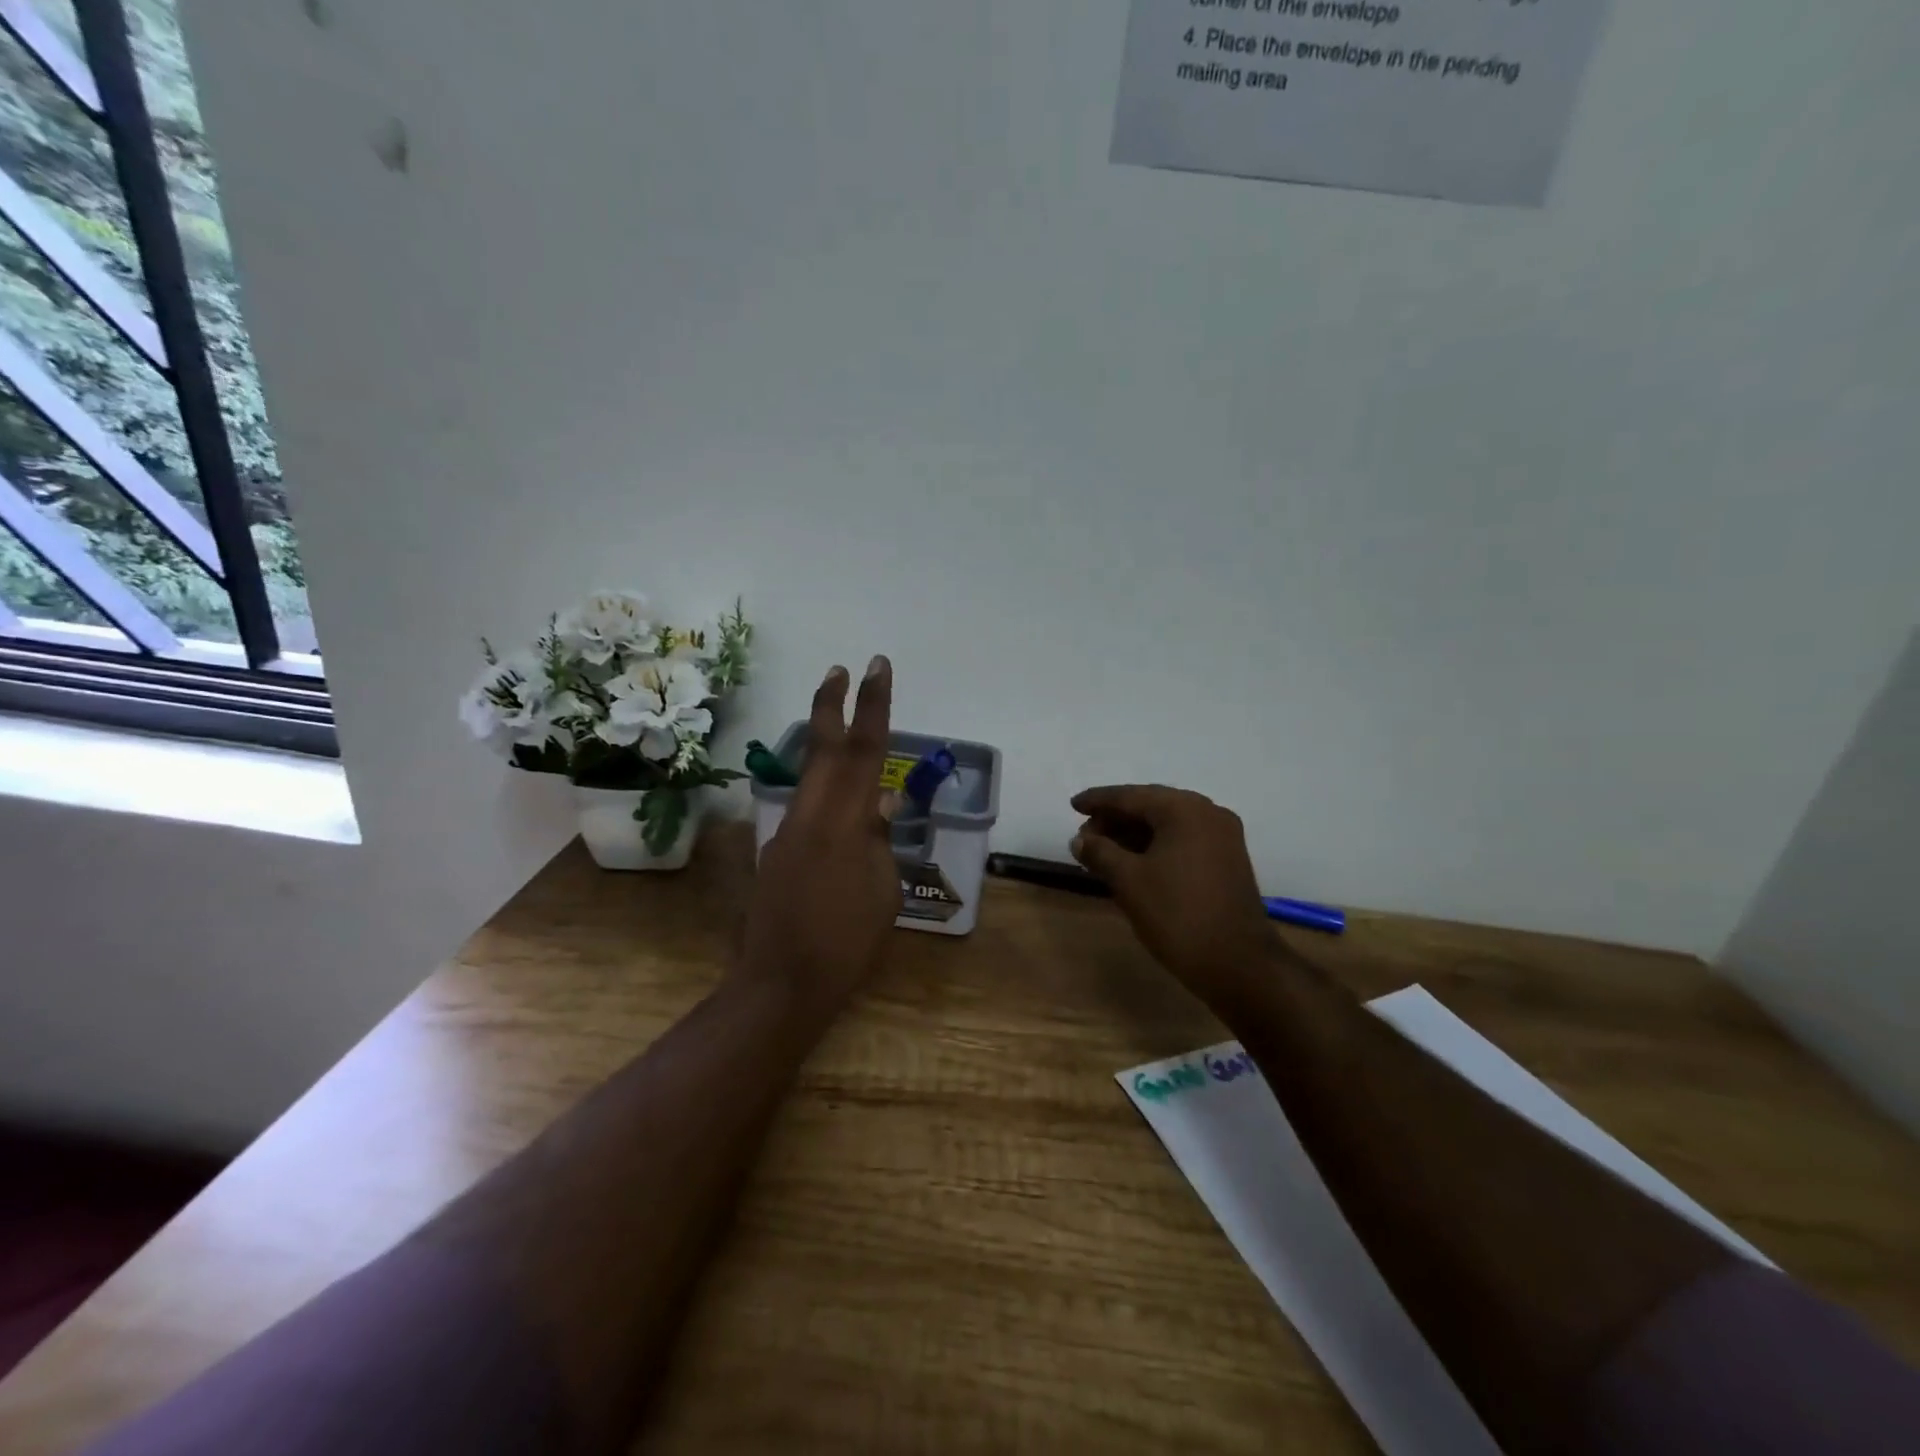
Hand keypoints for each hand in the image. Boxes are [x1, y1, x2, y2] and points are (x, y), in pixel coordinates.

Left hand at [738, 657, 899, 1020]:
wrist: (782, 982)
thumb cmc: (846, 942)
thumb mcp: (883, 890)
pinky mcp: (777, 850)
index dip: (872, 704)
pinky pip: (805, 806)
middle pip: (822, 747)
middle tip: (840, 668)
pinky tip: (838, 803)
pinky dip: (822, 787)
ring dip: (823, 741)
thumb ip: (878, 838)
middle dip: (831, 703)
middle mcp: (811, 815)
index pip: (864, 750)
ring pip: (809, 773)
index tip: (876, 666)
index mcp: (844, 822)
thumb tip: (879, 801)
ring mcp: (787, 831)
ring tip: (838, 720)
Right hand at [1069, 785, 1280, 1007]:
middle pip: (1151, 806)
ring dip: (1134, 835)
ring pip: (1168, 825)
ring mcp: (1222, 838)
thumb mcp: (1128, 881)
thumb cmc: (1177, 914)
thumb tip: (1079, 839)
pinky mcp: (1227, 861)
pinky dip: (1155, 847)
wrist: (1237, 964)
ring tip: (1102, 852)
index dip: (1098, 800)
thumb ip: (1100, 852)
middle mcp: (1208, 813)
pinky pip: (1183, 841)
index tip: (1073, 804)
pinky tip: (1133, 863)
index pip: (1131, 796)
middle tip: (1084, 836)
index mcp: (1184, 810)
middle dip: (1115, 819)